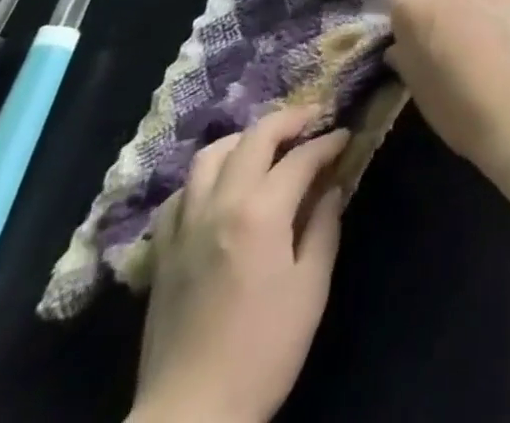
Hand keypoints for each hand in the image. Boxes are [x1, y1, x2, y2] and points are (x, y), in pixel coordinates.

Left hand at [128, 107, 349, 422]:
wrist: (190, 417)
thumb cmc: (263, 352)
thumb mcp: (310, 289)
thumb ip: (323, 228)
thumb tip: (330, 189)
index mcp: (260, 212)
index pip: (301, 157)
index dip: (328, 142)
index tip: (346, 135)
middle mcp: (219, 204)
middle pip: (254, 138)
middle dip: (289, 120)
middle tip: (313, 118)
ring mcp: (185, 226)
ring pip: (210, 156)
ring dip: (244, 140)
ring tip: (265, 146)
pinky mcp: (162, 251)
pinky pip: (181, 194)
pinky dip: (205, 178)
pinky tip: (220, 190)